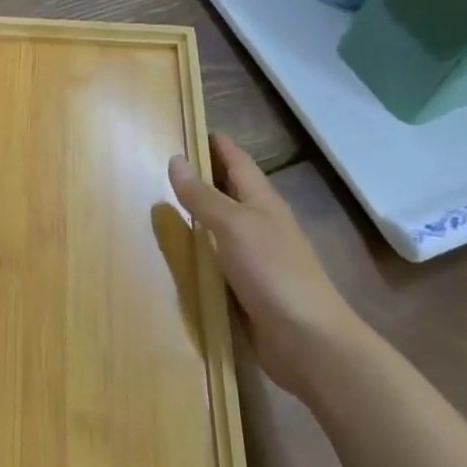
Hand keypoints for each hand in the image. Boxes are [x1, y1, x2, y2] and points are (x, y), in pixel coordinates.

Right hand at [168, 134, 360, 398]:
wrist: (308, 342)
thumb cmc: (273, 272)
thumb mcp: (234, 226)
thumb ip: (203, 196)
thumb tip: (176, 159)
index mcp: (262, 201)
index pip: (236, 160)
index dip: (215, 143)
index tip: (185, 125)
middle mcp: (259, 224)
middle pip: (227, 191)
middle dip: (200, 176)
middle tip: (159, 163)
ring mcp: (255, 258)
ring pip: (220, 226)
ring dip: (195, 215)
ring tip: (157, 204)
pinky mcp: (246, 288)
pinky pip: (215, 259)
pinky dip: (197, 251)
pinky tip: (175, 253)